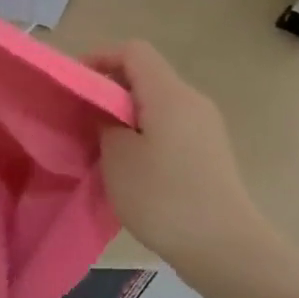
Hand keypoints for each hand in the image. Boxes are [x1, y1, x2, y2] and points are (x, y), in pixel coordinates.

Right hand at [90, 41, 267, 270]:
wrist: (224, 246)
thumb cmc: (163, 196)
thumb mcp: (118, 158)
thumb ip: (105, 124)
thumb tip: (105, 113)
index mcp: (170, 93)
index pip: (133, 51)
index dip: (100, 58)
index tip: (74, 84)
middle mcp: (192, 100)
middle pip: (147, 76)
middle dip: (110, 89)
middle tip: (81, 117)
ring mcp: (206, 127)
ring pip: (158, 104)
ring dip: (126, 115)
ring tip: (100, 144)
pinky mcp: (210, 152)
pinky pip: (171, 127)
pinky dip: (145, 133)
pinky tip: (130, 166)